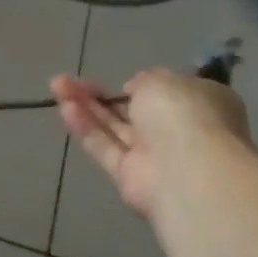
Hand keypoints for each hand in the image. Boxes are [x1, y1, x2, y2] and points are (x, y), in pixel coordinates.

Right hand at [51, 69, 252, 219]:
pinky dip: (86, 128)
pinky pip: (105, 148)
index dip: (145, 85)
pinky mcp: (129, 177)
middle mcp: (179, 131)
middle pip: (134, 111)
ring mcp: (154, 156)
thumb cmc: (183, 113)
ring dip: (87, 106)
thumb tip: (134, 90)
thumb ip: (145, 81)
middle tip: (71, 80)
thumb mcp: (162, 79)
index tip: (125, 80)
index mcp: (201, 104)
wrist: (186, 170)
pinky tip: (64, 108)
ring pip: (115, 128)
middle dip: (103, 95)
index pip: (170, 93)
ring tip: (56, 85)